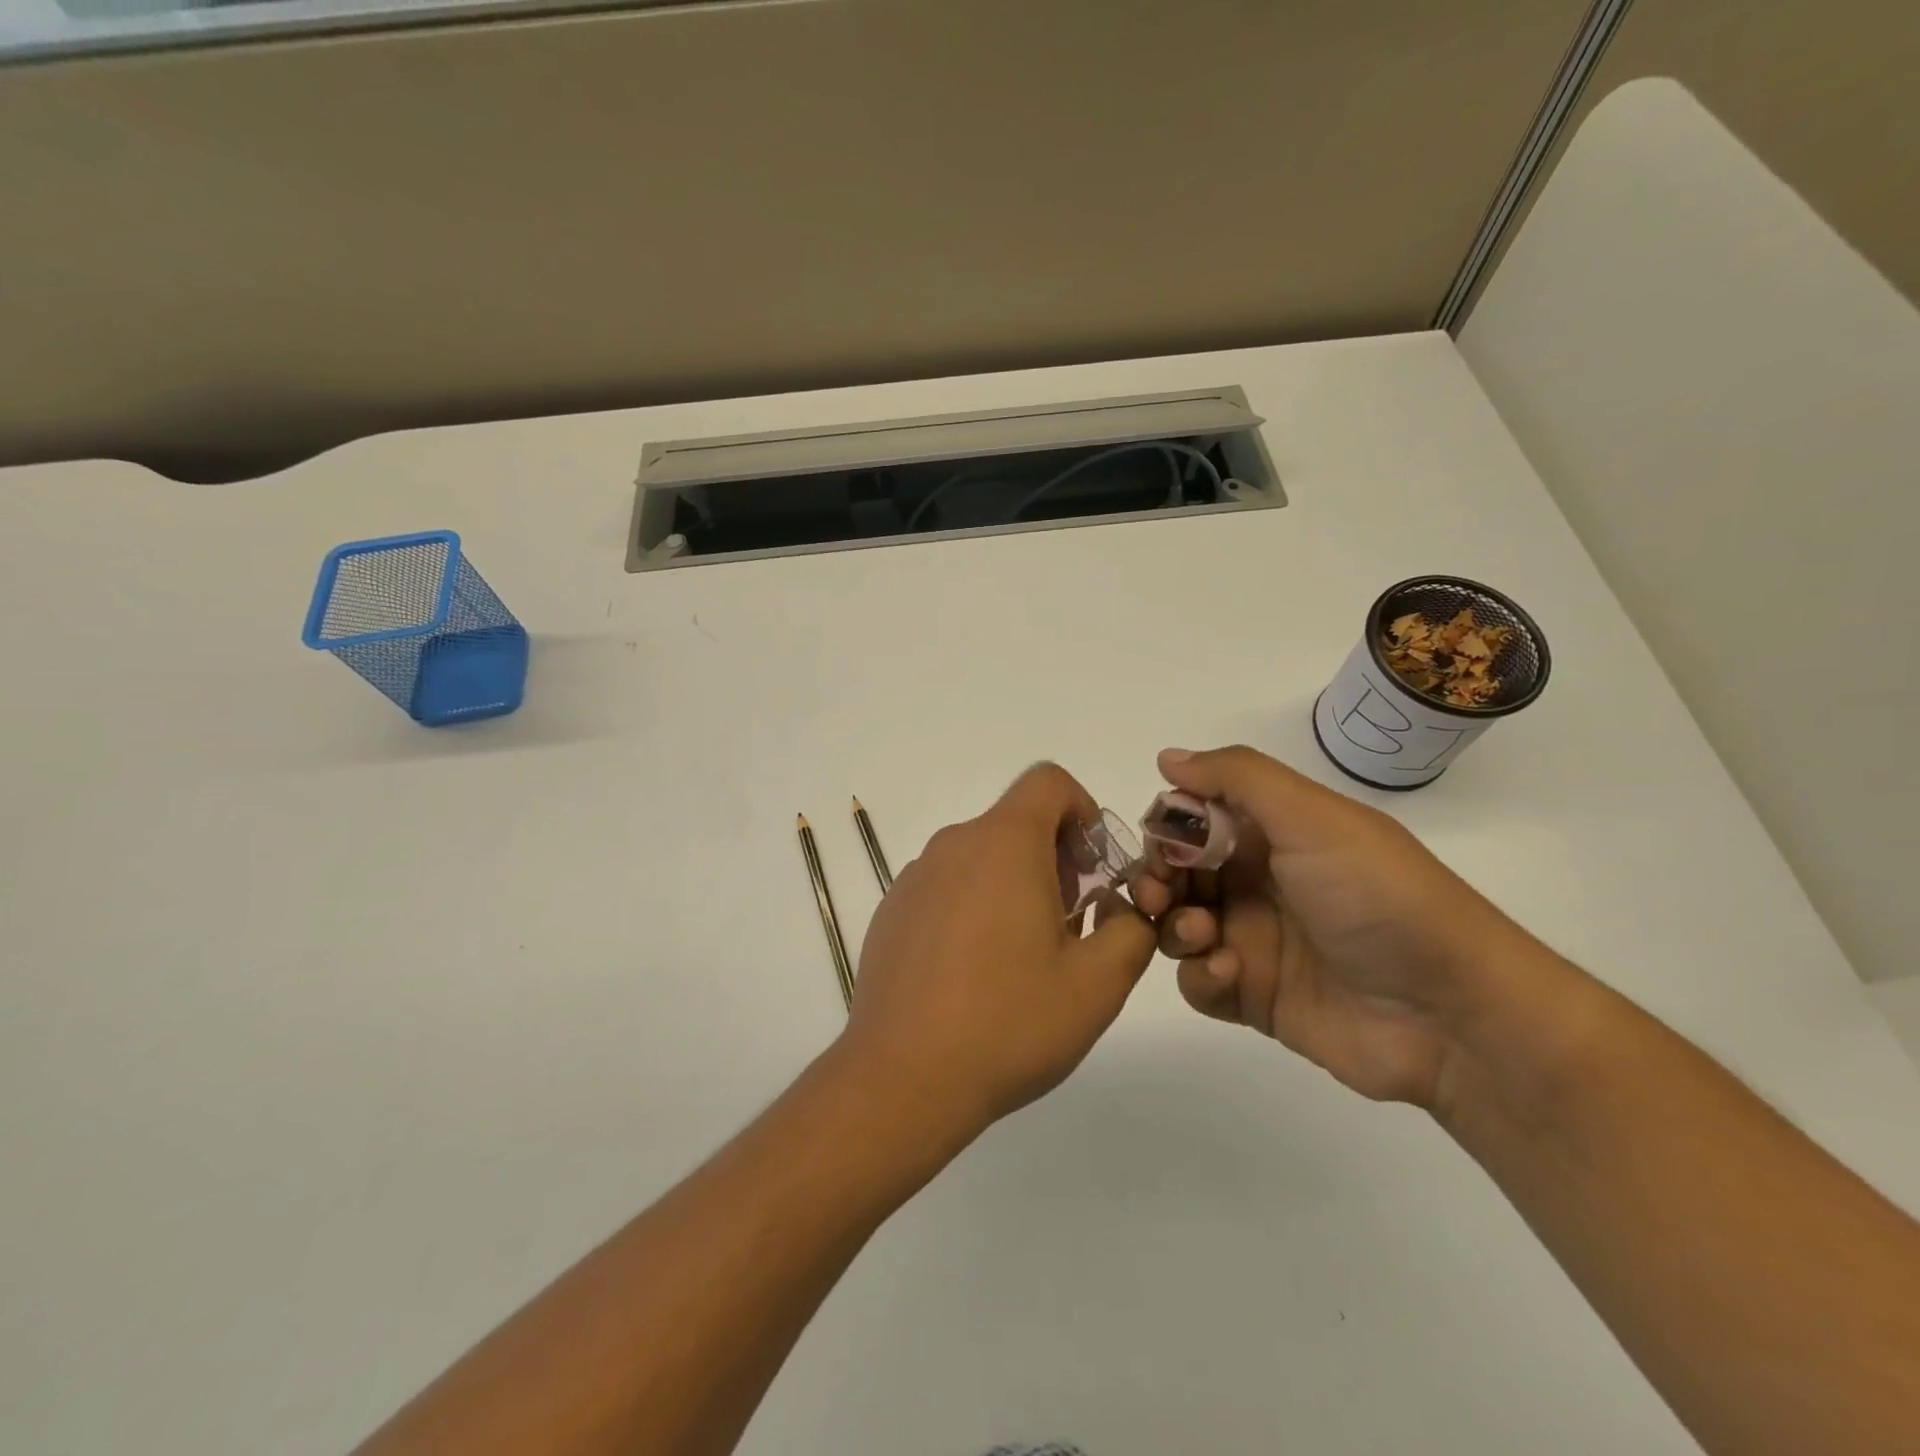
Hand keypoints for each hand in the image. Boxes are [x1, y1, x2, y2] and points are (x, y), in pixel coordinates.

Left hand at [837, 764, 1157, 1143]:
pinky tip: (975, 975)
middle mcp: (954, 845)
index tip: (1093, 869)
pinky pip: (947, 888)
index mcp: (1003, 843)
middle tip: (1070, 925)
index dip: (1082, 810)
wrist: (902, 1077)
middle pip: (1016, 823)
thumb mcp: (1098, 983)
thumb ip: (1132, 930)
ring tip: (1025, 958)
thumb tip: (1124, 908)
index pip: (1048, 782)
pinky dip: (974, 907)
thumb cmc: (1009, 1022)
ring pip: (981, 857)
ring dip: (1015, 886)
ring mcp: (915, 878)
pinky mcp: (892, 911)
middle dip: (1055, 859)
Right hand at [1131, 746, 1539, 1108]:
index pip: (1194, 819)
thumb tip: (1167, 757)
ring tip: (1200, 934)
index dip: (1168, 828)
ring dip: (1173, 926)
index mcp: (1271, 834)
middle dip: (1157, 879)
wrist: (1451, 1014)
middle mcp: (1256, 882)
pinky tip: (1228, 973)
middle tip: (1157, 896)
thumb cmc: (1376, 896)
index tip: (1161, 843)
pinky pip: (1198, 981)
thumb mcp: (1311, 816)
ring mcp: (1254, 941)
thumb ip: (1236, 777)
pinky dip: (1199, 975)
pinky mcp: (1254, 995)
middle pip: (1176, 873)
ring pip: (1177, 926)